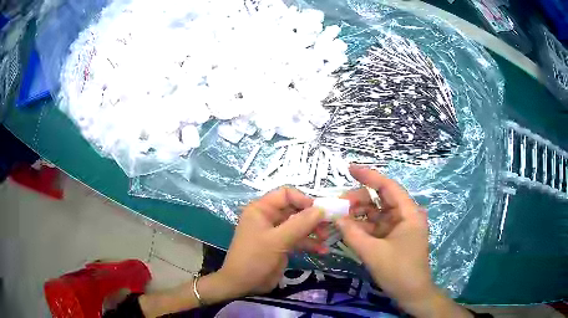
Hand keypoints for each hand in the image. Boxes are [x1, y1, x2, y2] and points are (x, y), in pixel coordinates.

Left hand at [215, 187, 326, 297]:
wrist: (243, 284)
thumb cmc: (255, 258)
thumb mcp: (277, 240)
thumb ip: (299, 224)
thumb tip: (321, 209)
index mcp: (261, 209)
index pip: (285, 194)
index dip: (303, 199)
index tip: (319, 210)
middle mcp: (269, 217)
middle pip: (295, 210)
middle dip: (312, 217)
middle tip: (328, 226)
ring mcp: (276, 233)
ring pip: (299, 225)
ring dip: (314, 231)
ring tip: (326, 239)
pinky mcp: (281, 246)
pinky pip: (298, 240)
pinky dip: (310, 244)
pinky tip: (322, 251)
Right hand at [337, 165, 471, 317]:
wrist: (412, 293)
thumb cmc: (398, 271)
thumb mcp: (373, 253)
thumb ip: (353, 234)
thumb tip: (336, 217)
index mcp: (408, 213)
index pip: (388, 187)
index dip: (369, 176)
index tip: (350, 169)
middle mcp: (405, 216)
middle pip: (380, 199)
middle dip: (359, 200)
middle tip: (338, 205)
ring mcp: (399, 227)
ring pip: (376, 213)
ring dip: (358, 214)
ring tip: (339, 217)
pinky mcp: (393, 238)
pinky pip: (376, 227)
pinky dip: (362, 227)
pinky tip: (347, 228)